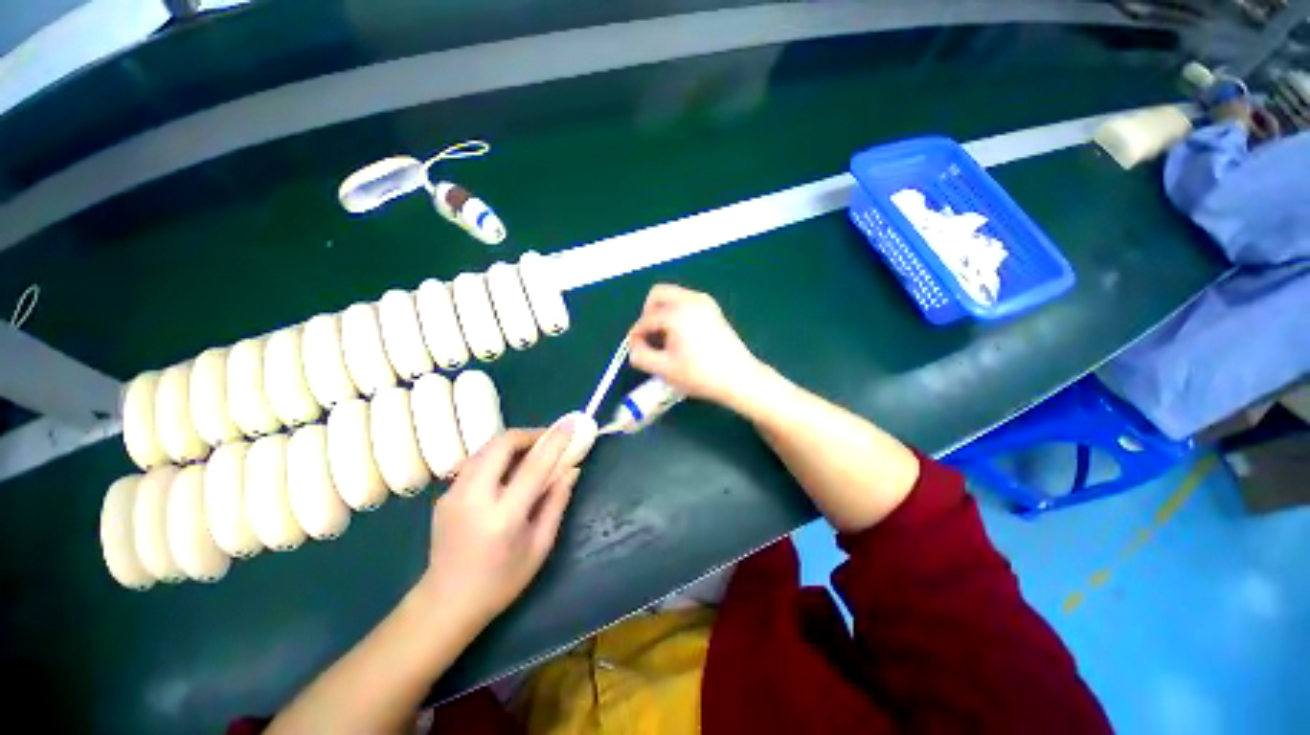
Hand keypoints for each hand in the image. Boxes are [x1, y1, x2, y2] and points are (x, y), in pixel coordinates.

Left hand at [420, 420, 581, 626]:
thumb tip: (572, 469)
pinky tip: (508, 473)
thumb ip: (557, 502)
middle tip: (548, 441)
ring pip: (485, 448)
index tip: (571, 425)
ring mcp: (453, 494)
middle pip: (501, 444)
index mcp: (503, 517)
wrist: (444, 604)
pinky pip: (475, 462)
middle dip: (529, 434)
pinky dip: (497, 457)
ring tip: (531, 454)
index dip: (555, 442)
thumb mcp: (540, 546)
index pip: (534, 466)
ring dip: (512, 443)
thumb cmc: (501, 581)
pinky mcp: (444, 495)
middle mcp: (473, 498)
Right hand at [627, 284, 767, 407]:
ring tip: (665, 338)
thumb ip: (640, 356)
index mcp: (677, 313)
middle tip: (648, 336)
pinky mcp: (714, 309)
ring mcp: (705, 302)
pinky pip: (686, 302)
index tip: (635, 349)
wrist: (739, 378)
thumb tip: (634, 346)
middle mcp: (690, 300)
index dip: (636, 334)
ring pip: (673, 296)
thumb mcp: (664, 370)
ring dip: (663, 313)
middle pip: (658, 295)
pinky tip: (681, 336)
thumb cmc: (700, 375)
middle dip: (648, 314)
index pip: (646, 319)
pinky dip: (677, 313)